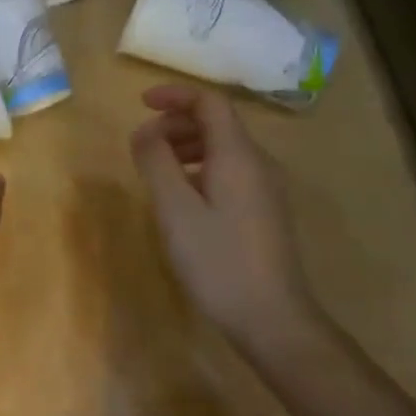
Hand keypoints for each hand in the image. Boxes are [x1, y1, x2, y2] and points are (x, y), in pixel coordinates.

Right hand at [129, 84, 330, 362]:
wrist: (273, 321)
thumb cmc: (219, 261)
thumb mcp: (175, 209)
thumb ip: (156, 161)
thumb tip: (144, 131)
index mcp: (238, 155)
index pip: (210, 102)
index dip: (175, 95)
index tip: (141, 103)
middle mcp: (258, 164)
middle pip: (217, 122)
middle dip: (176, 122)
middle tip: (143, 144)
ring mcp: (265, 189)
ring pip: (223, 148)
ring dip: (186, 146)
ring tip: (157, 169)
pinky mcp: (264, 212)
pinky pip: (230, 171)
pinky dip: (200, 168)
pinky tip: (182, 198)